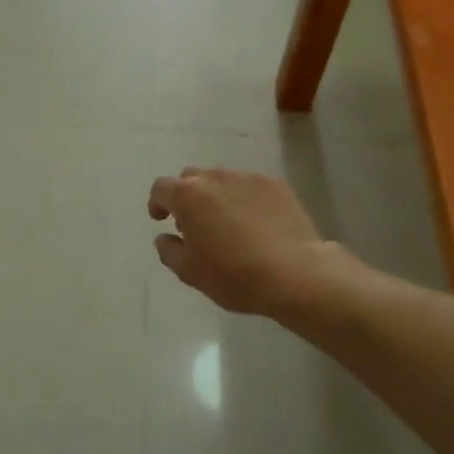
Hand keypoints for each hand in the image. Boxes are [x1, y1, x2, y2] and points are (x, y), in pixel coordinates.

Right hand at [147, 167, 347, 318]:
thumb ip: (168, 250)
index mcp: (187, 196)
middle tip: (194, 223)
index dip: (157, 203)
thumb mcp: (189, 272)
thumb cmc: (234, 275)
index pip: (161, 188)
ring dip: (216, 196)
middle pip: (191, 178)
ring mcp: (247, 178)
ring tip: (228, 222)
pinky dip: (245, 199)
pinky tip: (256, 223)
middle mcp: (214, 178)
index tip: (161, 219)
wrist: (296, 274)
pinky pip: (250, 187)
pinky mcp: (276, 185)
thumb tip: (164, 237)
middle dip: (187, 196)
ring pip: (221, 180)